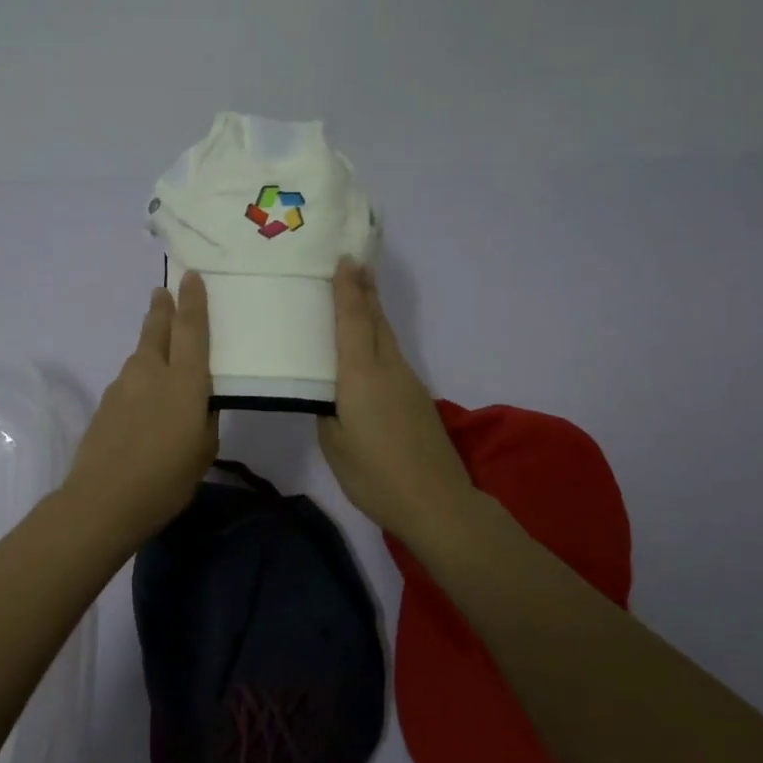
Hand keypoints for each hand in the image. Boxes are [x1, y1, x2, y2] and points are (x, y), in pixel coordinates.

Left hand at [61, 269, 218, 550]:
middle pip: (157, 329)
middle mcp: (151, 372)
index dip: (192, 301)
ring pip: (140, 354)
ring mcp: (123, 385)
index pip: (191, 329)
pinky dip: (139, 376)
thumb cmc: (166, 479)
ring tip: (159, 344)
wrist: (103, 500)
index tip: (190, 276)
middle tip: (163, 292)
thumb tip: (199, 405)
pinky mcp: (105, 404)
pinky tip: (143, 395)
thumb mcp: (203, 450)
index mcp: (184, 380)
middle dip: (162, 308)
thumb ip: (204, 419)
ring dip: (150, 343)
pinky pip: (128, 378)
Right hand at [317, 258, 475, 548]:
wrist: (436, 502)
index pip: (352, 322)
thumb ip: (327, 410)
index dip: (347, 290)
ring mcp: (407, 383)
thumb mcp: (335, 444)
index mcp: (361, 376)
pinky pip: (391, 356)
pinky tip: (368, 347)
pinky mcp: (417, 399)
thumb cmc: (375, 474)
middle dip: (364, 291)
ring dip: (372, 312)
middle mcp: (388, 369)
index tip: (345, 260)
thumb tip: (328, 394)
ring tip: (358, 294)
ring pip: (386, 337)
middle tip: (354, 264)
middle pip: (375, 321)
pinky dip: (377, 338)